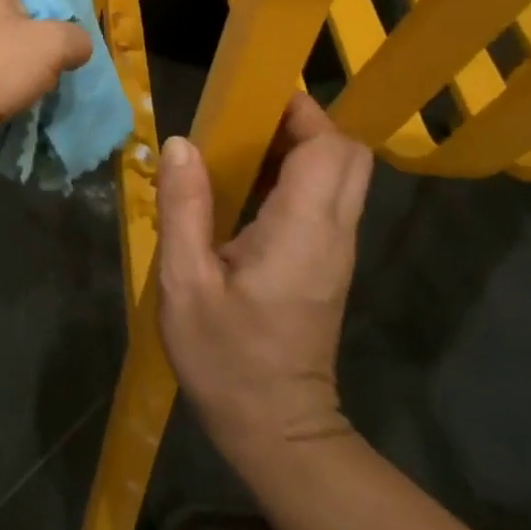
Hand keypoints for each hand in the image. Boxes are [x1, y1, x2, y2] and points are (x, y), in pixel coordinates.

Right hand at [157, 94, 372, 466]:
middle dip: (305, 124)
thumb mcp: (186, 283)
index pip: (331, 147)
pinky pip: (325, 199)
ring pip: (341, 174)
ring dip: (299, 148)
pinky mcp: (327, 263)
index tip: (254, 99)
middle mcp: (333, 232)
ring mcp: (336, 249)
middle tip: (247, 124)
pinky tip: (247, 189)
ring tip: (239, 149)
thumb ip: (184, 208)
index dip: (302, 112)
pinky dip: (296, 177)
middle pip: (348, 154)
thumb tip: (182, 143)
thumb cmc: (226, 358)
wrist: (276, 430)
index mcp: (304, 230)